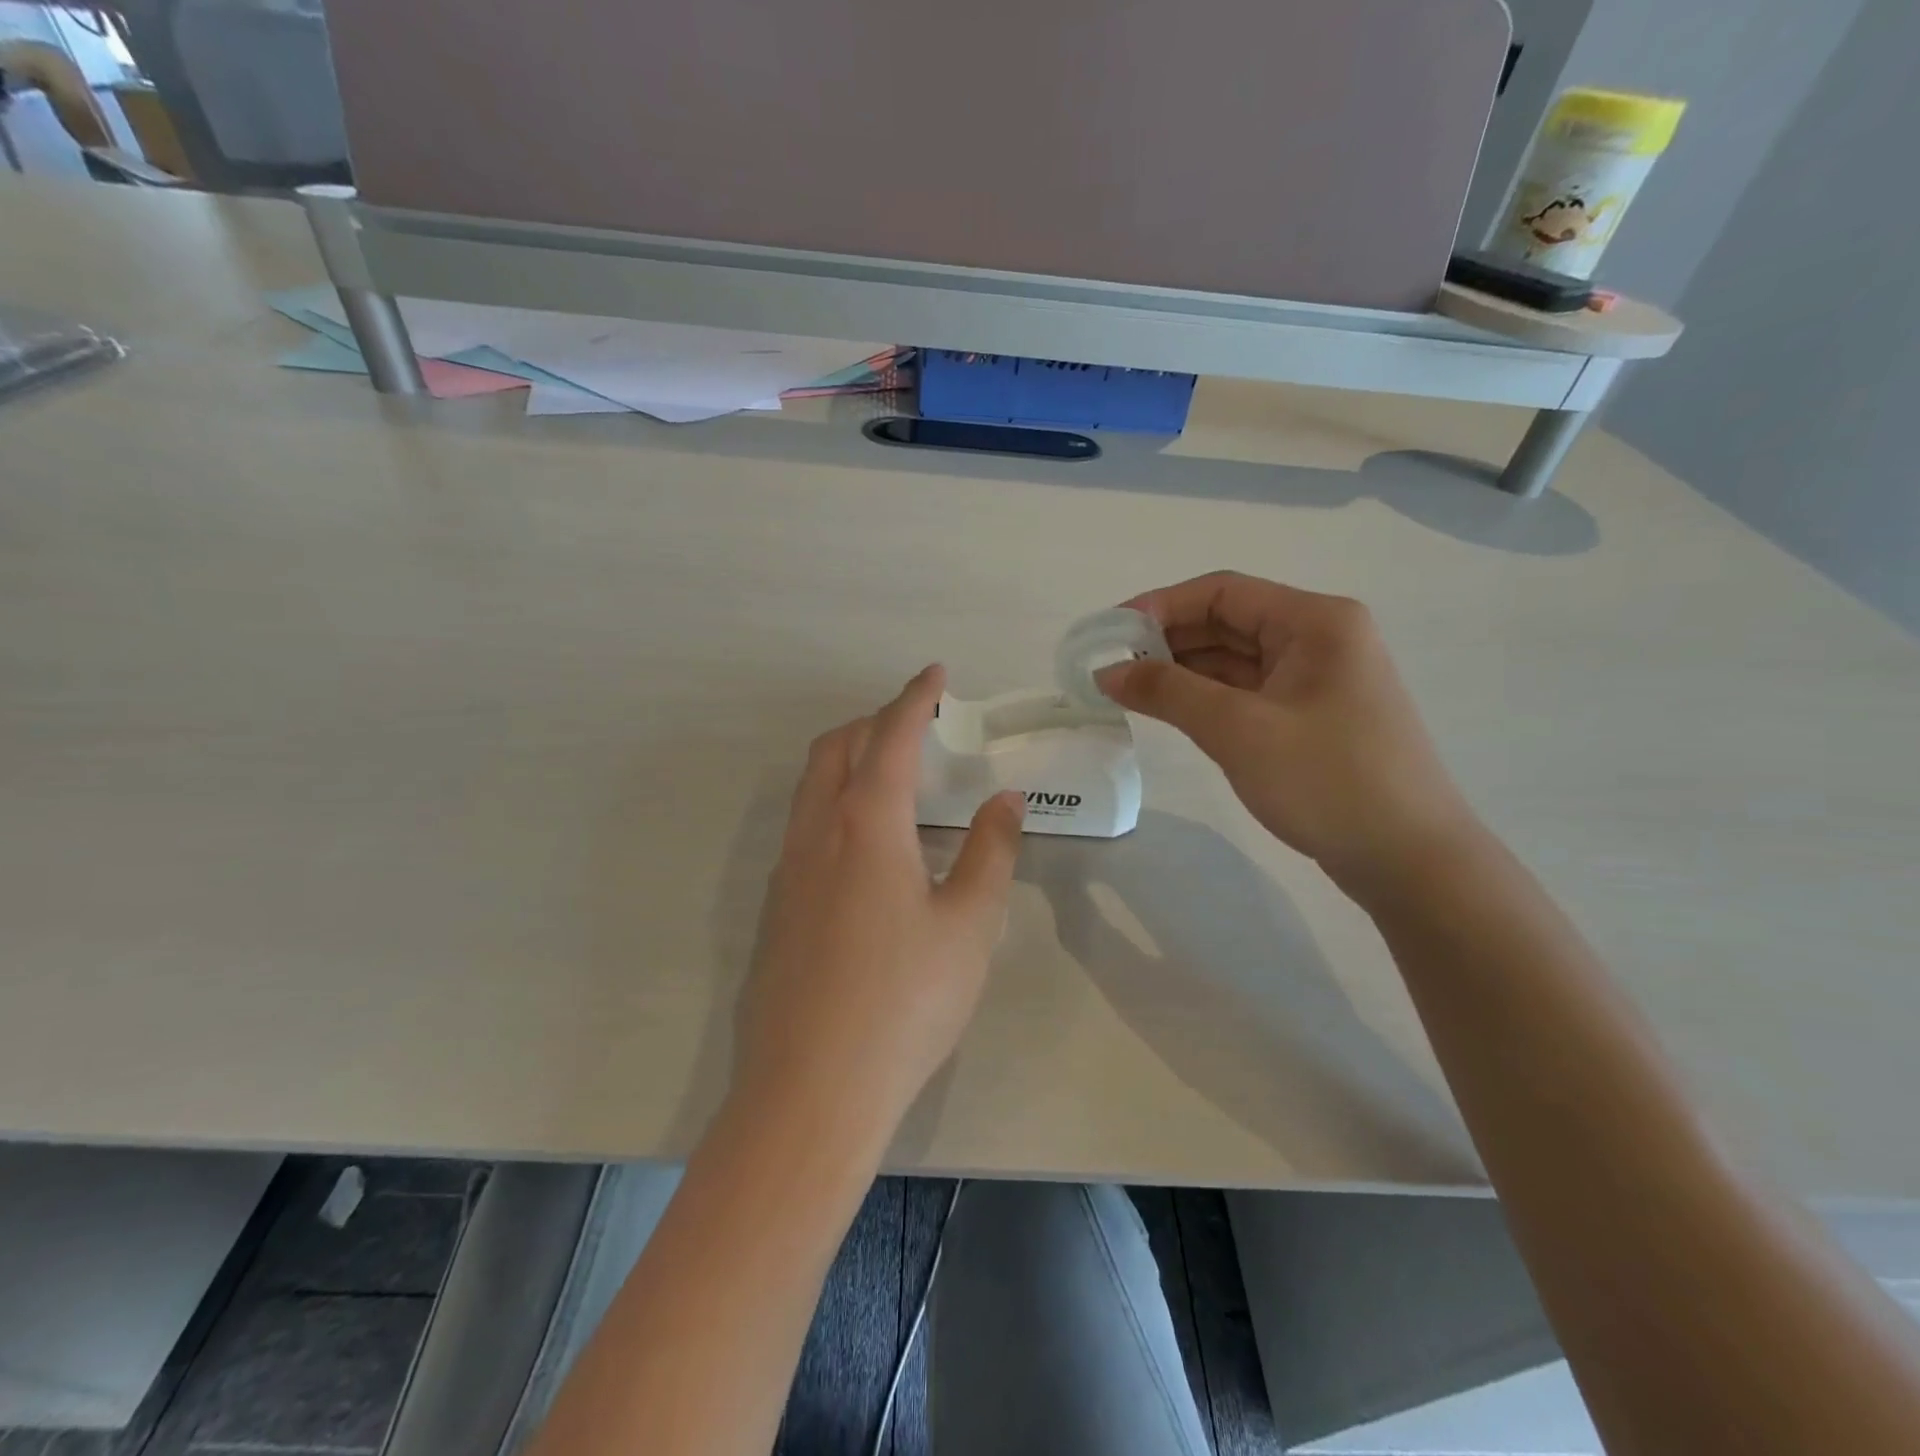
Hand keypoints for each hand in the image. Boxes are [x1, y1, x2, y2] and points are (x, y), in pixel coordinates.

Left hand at [730, 665, 1026, 1146]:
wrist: (812, 1089)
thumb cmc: (905, 1002)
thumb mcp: (968, 926)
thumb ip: (991, 853)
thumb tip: (1005, 801)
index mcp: (865, 824)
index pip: (890, 736)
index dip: (915, 698)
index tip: (936, 674)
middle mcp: (816, 832)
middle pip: (836, 748)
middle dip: (875, 721)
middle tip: (918, 726)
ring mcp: (787, 870)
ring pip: (811, 786)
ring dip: (849, 761)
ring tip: (896, 780)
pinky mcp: (775, 907)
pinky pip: (803, 826)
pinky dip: (835, 804)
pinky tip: (867, 848)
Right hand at [1096, 572, 1477, 895]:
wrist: (1410, 860)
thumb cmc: (1327, 781)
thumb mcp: (1238, 731)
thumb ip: (1167, 692)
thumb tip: (1107, 672)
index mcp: (1315, 621)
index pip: (1222, 592)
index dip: (1160, 607)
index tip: (1109, 634)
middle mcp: (1320, 638)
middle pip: (1229, 622)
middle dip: (1167, 640)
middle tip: (1111, 666)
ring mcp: (1318, 680)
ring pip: (1236, 659)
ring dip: (1183, 671)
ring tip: (1128, 689)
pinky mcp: (1312, 717)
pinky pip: (1248, 692)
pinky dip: (1207, 697)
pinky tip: (1170, 710)